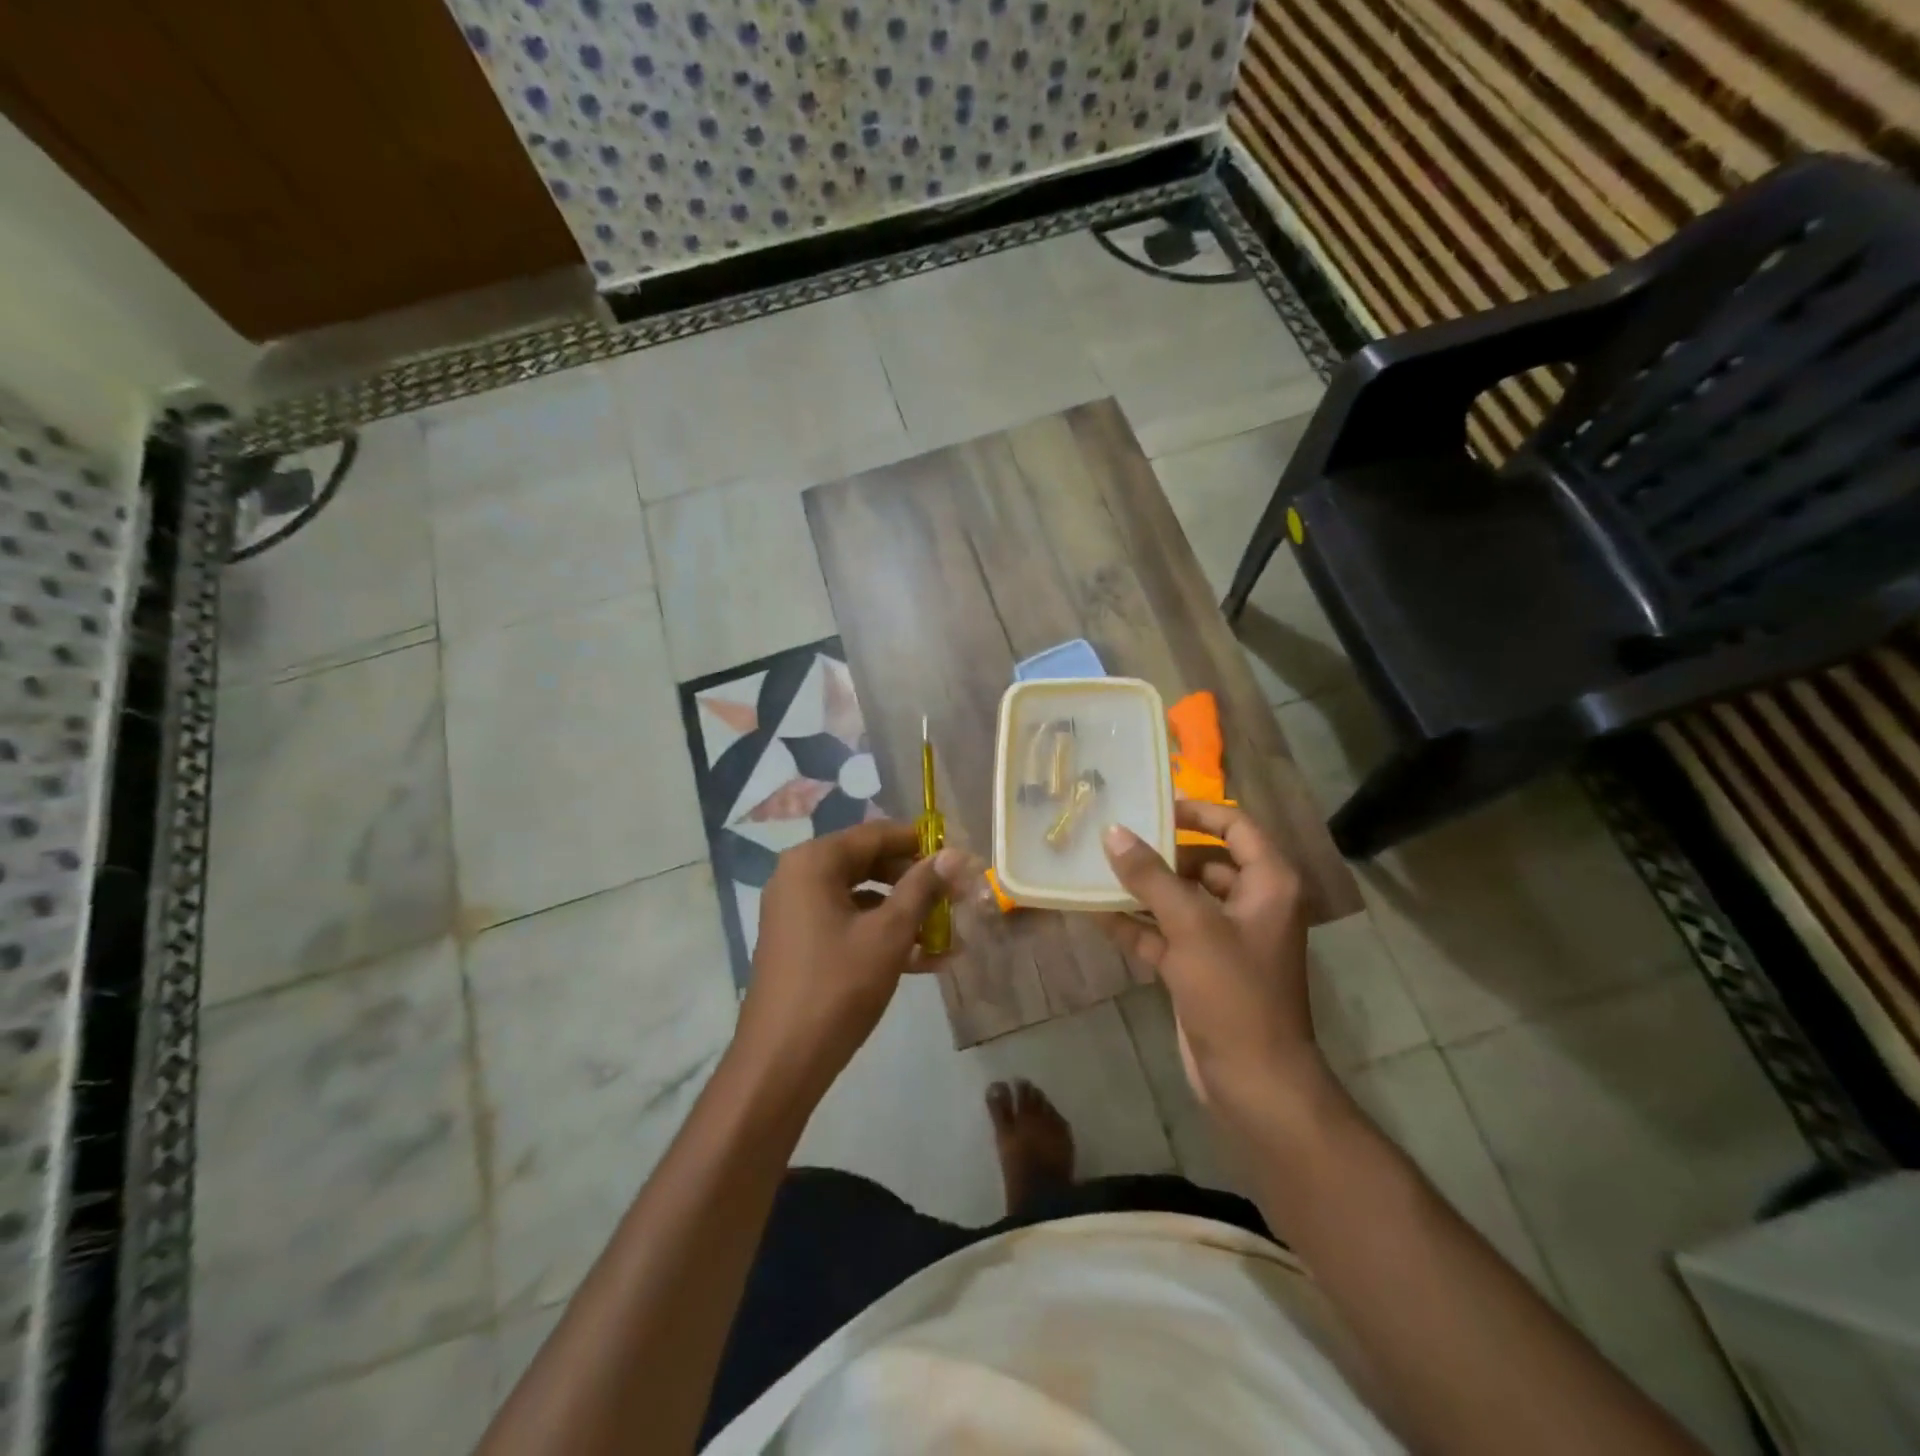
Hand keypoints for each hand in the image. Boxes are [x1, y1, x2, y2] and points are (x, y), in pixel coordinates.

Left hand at [733, 821, 961, 1101]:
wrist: (781, 1061)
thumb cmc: (838, 986)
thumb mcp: (890, 933)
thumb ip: (923, 888)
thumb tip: (956, 853)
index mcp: (814, 862)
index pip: (876, 834)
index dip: (920, 843)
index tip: (958, 858)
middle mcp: (799, 876)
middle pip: (868, 862)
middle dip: (915, 881)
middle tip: (955, 898)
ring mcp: (796, 910)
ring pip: (862, 896)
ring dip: (904, 912)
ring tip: (946, 934)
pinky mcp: (799, 941)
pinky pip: (848, 922)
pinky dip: (881, 934)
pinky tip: (923, 960)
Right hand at [1101, 801, 1316, 1112]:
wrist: (1254, 1084)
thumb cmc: (1235, 994)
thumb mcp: (1192, 926)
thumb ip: (1151, 876)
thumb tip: (1114, 832)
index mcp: (1268, 884)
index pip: (1236, 826)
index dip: (1197, 811)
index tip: (1152, 805)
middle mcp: (1250, 904)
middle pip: (1204, 861)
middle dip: (1160, 850)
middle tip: (1113, 834)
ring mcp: (1223, 939)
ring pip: (1179, 899)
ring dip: (1142, 888)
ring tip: (1096, 867)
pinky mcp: (1199, 969)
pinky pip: (1164, 934)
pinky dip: (1135, 925)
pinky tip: (1094, 913)